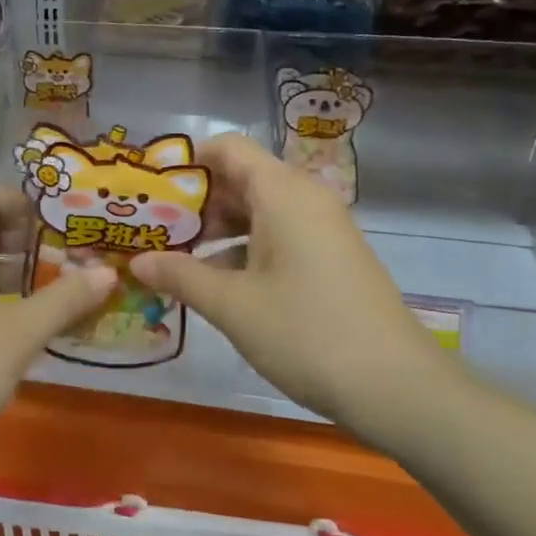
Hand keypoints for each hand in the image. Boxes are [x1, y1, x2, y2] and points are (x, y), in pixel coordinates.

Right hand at [128, 133, 463, 445]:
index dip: (186, 162)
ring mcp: (321, 229)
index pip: (227, 148)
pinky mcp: (330, 257)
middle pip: (240, 178)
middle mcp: (304, 198)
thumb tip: (138, 261)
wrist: (397, 387)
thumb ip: (180, 275)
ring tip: (173, 257)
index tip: (150, 190)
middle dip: (194, 202)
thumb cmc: (306, 333)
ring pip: (258, 210)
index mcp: (282, 192)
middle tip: (152, 230)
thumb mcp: (232, 305)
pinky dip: (243, 248)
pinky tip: (215, 282)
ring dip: (215, 230)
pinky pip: (277, 235)